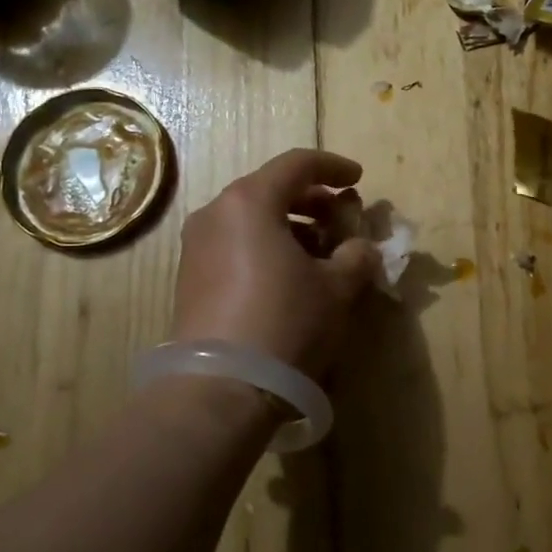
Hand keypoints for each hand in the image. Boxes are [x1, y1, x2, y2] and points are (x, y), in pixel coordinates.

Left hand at [170, 149, 380, 379]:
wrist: (221, 387)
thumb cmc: (286, 321)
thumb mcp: (336, 288)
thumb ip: (356, 256)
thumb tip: (361, 248)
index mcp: (250, 201)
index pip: (296, 164)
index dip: (333, 167)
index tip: (358, 179)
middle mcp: (216, 213)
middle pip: (270, 188)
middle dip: (312, 200)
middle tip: (341, 220)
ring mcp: (197, 245)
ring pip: (251, 218)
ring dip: (290, 226)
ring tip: (321, 254)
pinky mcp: (190, 277)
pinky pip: (234, 244)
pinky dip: (265, 247)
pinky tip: (289, 277)